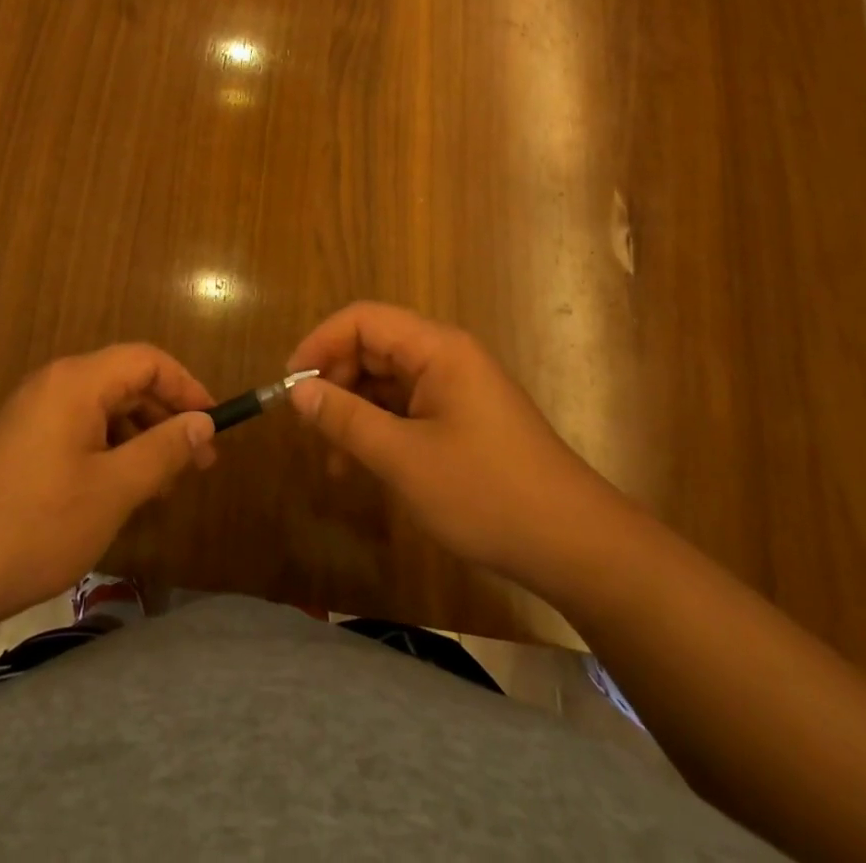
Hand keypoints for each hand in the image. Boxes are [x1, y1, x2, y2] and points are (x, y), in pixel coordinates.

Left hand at [0, 344, 215, 626]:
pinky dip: (110, 453)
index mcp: (77, 382)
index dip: (188, 387)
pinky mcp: (21, 444)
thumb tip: (205, 423)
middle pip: (126, 383)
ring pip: (104, 411)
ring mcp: (33, 414)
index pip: (147, 361)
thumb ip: (164, 450)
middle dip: (167, 418)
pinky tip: (122, 494)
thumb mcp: (113, 490)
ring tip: (163, 486)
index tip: (215, 427)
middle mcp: (55, 385)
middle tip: (198, 465)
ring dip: (141, 440)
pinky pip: (80, 432)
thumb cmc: (35, 525)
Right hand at [286, 303, 618, 585]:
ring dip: (354, 412)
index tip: (291, 385)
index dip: (321, 343)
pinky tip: (362, 466)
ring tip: (332, 461)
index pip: (363, 320)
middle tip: (309, 428)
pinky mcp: (462, 418)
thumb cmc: (487, 493)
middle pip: (373, 348)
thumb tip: (298, 392)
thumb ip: (346, 419)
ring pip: (386, 382)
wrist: (575, 545)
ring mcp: (456, 388)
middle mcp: (445, 357)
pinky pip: (406, 408)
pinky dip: (379, 430)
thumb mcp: (405, 458)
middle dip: (335, 382)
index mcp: (437, 349)